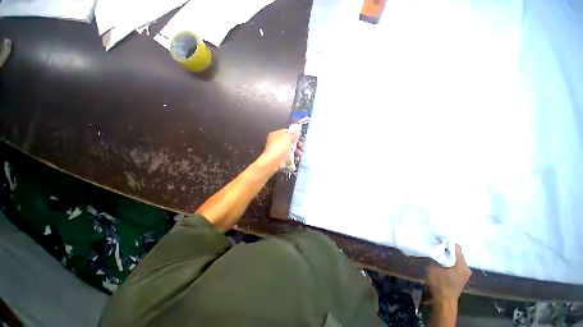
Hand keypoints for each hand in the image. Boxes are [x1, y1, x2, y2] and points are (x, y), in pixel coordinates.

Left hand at [258, 129, 300, 171]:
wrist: (273, 162)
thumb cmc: (279, 148)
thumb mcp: (288, 137)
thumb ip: (293, 134)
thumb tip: (297, 133)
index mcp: (276, 134)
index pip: (286, 132)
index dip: (293, 133)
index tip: (299, 136)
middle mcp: (276, 142)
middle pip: (289, 141)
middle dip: (296, 143)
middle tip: (300, 145)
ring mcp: (278, 151)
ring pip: (290, 149)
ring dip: (296, 151)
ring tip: (299, 153)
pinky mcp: (280, 159)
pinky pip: (289, 157)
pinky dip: (293, 158)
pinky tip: (296, 158)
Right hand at [426, 245, 471, 303]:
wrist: (444, 304)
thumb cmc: (440, 286)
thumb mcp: (433, 270)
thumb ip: (435, 259)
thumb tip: (435, 252)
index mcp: (461, 262)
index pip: (456, 247)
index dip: (447, 245)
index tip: (440, 247)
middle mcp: (466, 267)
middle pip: (458, 256)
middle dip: (449, 255)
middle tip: (440, 257)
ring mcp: (466, 275)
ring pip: (458, 264)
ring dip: (451, 264)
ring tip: (442, 267)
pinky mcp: (463, 282)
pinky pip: (458, 272)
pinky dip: (452, 271)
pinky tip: (445, 275)